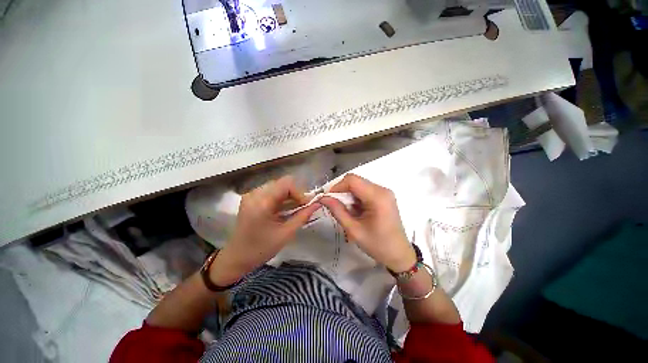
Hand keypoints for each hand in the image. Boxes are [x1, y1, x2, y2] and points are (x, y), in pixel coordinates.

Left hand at [210, 176, 320, 284]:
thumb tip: (317, 204)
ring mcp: (251, 195)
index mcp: (262, 202)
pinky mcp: (251, 198)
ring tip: (295, 209)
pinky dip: (281, 198)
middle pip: (282, 183)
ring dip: (289, 196)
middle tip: (302, 207)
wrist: (236, 257)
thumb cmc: (261, 249)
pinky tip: (285, 209)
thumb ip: (303, 216)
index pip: (286, 183)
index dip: (299, 192)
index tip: (306, 205)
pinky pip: (271, 191)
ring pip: (277, 186)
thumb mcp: (286, 234)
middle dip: (295, 194)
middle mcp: (255, 194)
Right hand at [319, 174, 416, 272]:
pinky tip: (356, 211)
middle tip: (335, 206)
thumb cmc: (377, 245)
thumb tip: (323, 198)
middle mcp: (382, 189)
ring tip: (347, 211)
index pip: (352, 180)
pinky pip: (364, 190)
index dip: (337, 186)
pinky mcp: (383, 196)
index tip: (328, 198)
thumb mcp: (354, 230)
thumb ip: (337, 211)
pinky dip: (355, 198)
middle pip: (355, 181)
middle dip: (342, 191)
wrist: (399, 254)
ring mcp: (384, 192)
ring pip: (359, 185)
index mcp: (377, 197)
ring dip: (348, 195)